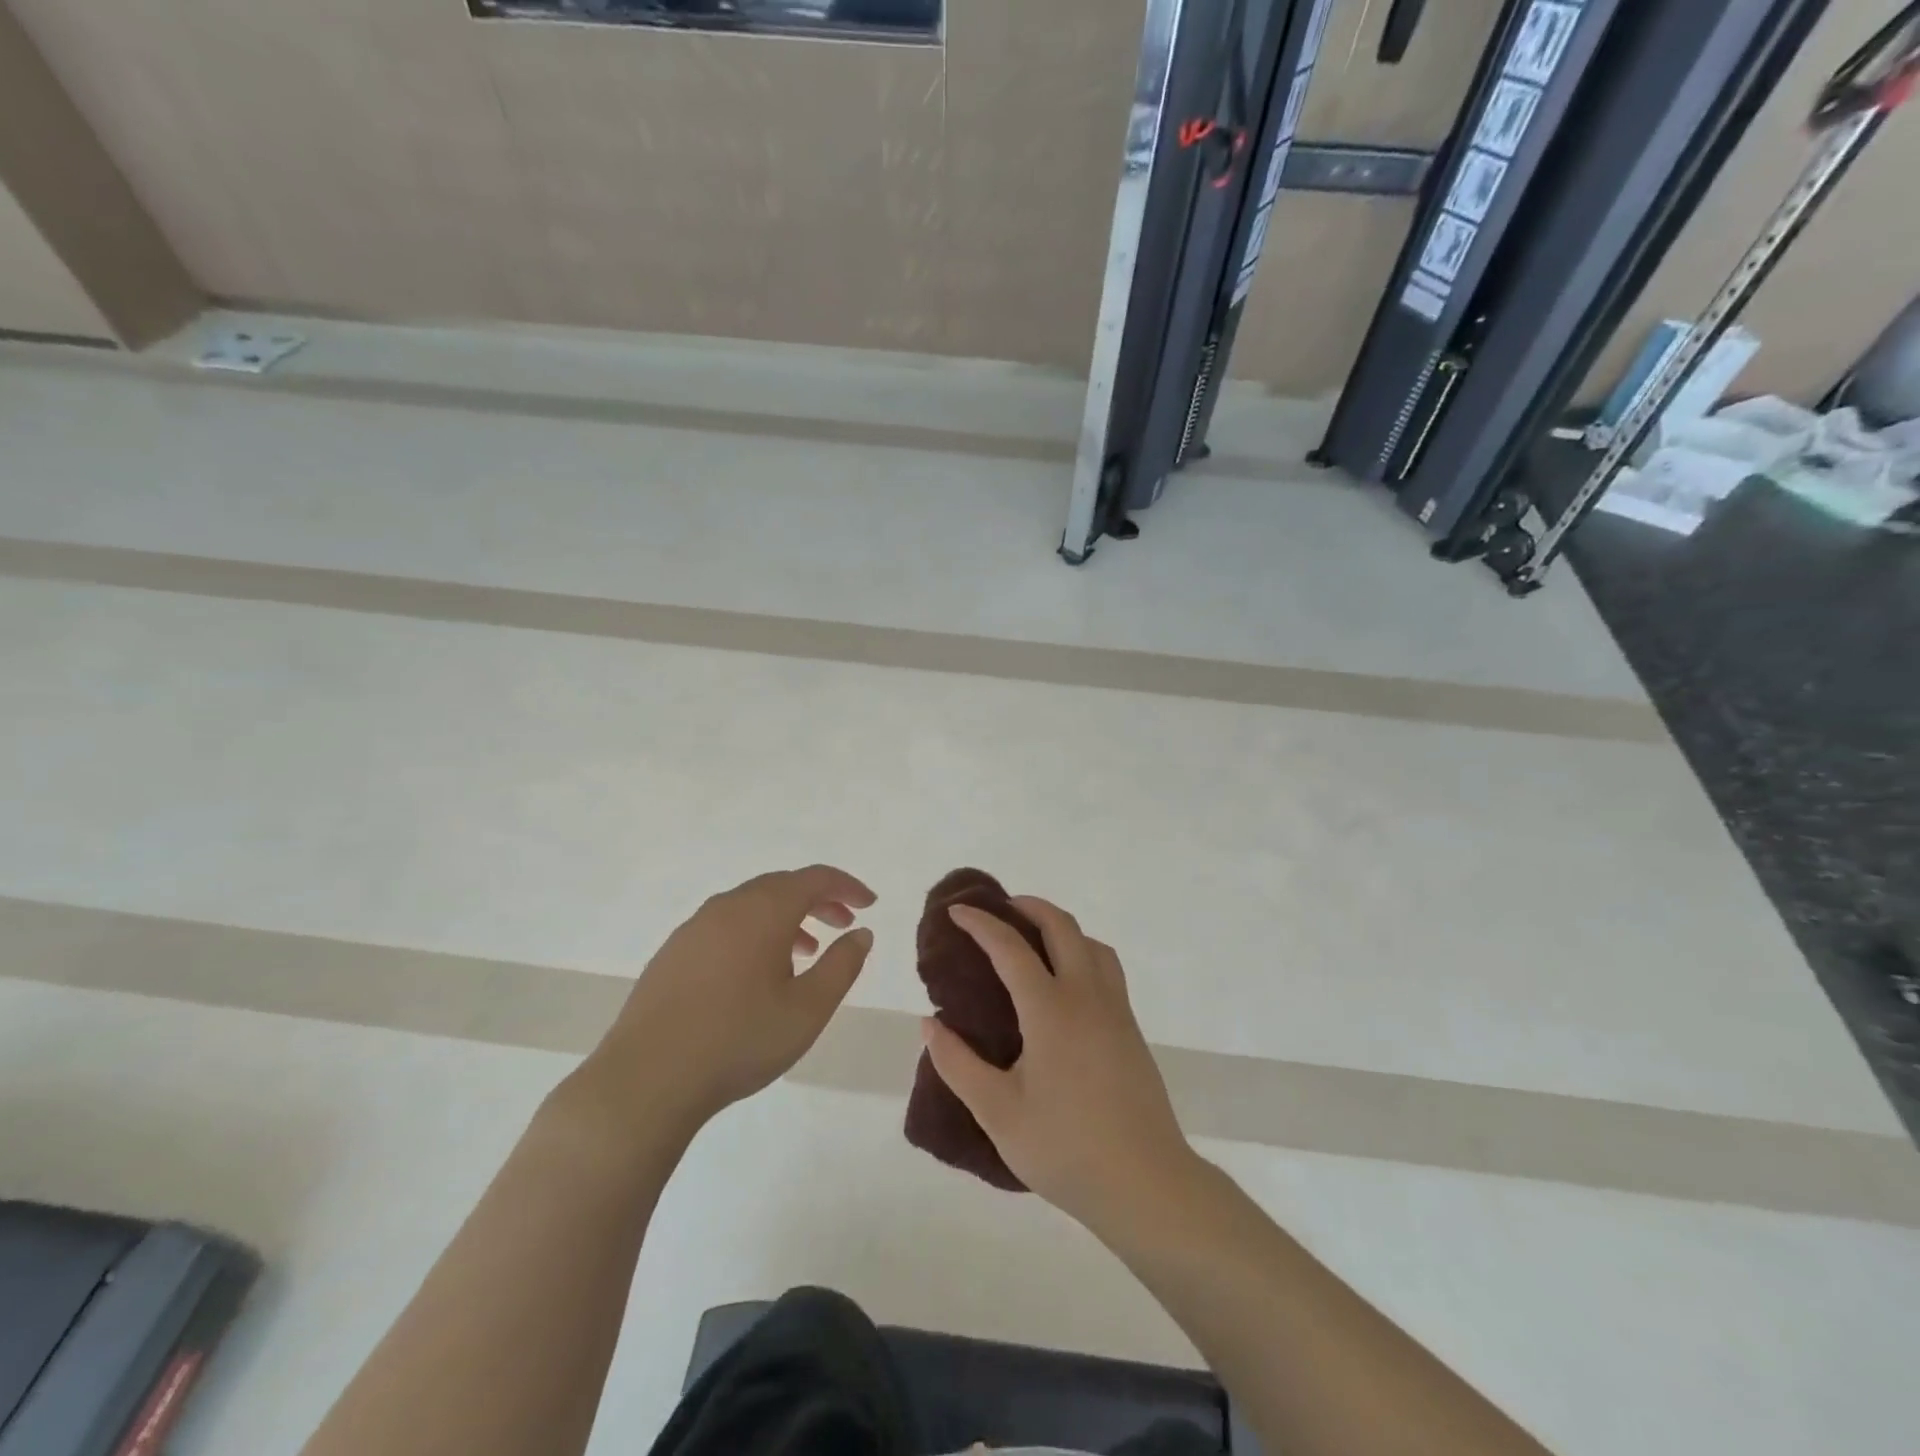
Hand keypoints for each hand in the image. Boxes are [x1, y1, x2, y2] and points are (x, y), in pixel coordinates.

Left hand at [583, 865, 875, 1134]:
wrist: (647, 1079)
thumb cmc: (739, 1040)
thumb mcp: (808, 1009)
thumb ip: (842, 965)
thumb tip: (860, 934)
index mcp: (764, 911)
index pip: (814, 878)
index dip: (847, 886)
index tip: (870, 904)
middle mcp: (728, 906)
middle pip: (781, 886)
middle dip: (818, 900)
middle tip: (844, 924)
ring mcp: (695, 927)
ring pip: (751, 905)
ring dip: (786, 918)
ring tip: (806, 952)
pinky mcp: (673, 952)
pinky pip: (726, 925)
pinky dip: (754, 932)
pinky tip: (757, 973)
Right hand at [921, 897, 1194, 1233]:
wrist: (1147, 1184)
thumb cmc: (1066, 1149)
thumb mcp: (998, 1113)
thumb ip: (958, 1065)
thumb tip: (929, 1025)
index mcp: (1051, 1010)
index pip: (1010, 948)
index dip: (980, 924)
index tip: (956, 912)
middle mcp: (1087, 996)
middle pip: (1061, 927)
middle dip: (1029, 907)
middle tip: (1000, 909)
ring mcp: (1116, 1010)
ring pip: (1092, 944)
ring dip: (1061, 927)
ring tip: (1034, 940)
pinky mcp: (1131, 1029)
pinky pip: (1106, 968)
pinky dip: (1082, 952)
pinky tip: (1066, 985)